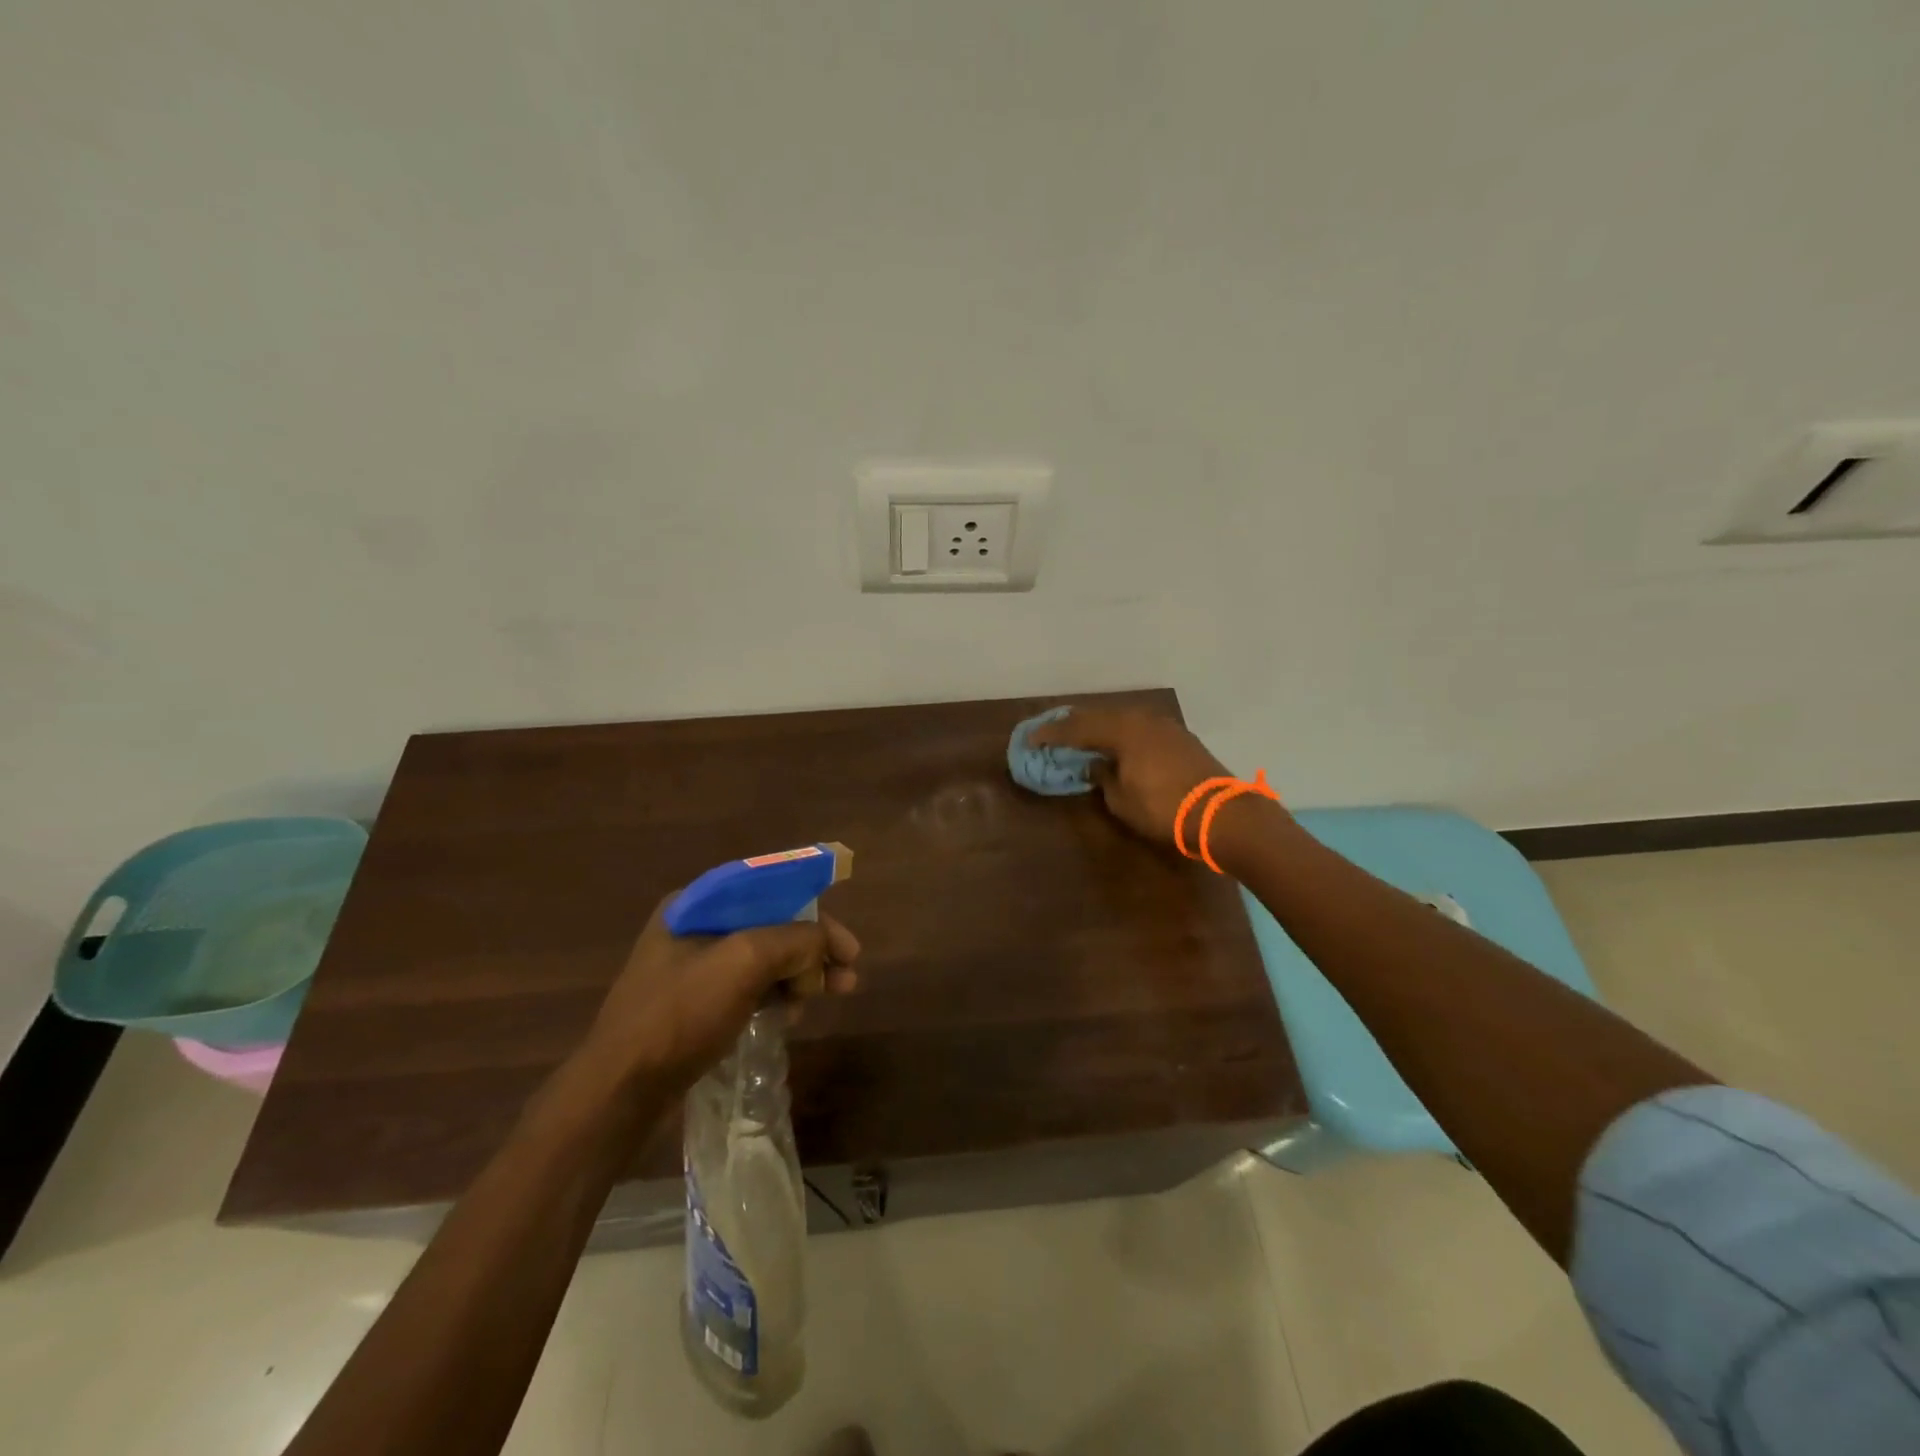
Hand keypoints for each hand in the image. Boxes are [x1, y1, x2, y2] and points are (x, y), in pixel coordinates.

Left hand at [583, 895, 859, 1090]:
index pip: (772, 890)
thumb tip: (823, 948)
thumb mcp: (743, 963)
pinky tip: (792, 1015)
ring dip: (800, 974)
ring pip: (764, 959)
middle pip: (772, 925)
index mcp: (697, 903)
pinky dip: (777, 995)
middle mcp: (695, 927)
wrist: (620, 1091)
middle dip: (813, 949)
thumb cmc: (680, 1015)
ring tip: (828, 998)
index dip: (815, 910)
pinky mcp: (696, 1005)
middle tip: (848, 977)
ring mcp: (693, 968)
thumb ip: (794, 941)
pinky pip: (749, 987)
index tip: (847, 945)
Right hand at [1027, 707, 1234, 849]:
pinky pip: (1139, 726)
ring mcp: (1164, 725)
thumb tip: (1094, 766)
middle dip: (1073, 723)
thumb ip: (1103, 778)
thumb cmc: (1164, 809)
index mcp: (1122, 731)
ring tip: (1082, 733)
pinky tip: (1116, 741)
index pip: (1077, 728)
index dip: (1052, 734)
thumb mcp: (1122, 800)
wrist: (1221, 814)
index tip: (1031, 739)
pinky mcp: (1179, 737)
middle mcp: (1141, 720)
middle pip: (1099, 716)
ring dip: (1099, 725)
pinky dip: (1121, 731)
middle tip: (1053, 730)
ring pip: (1122, 717)